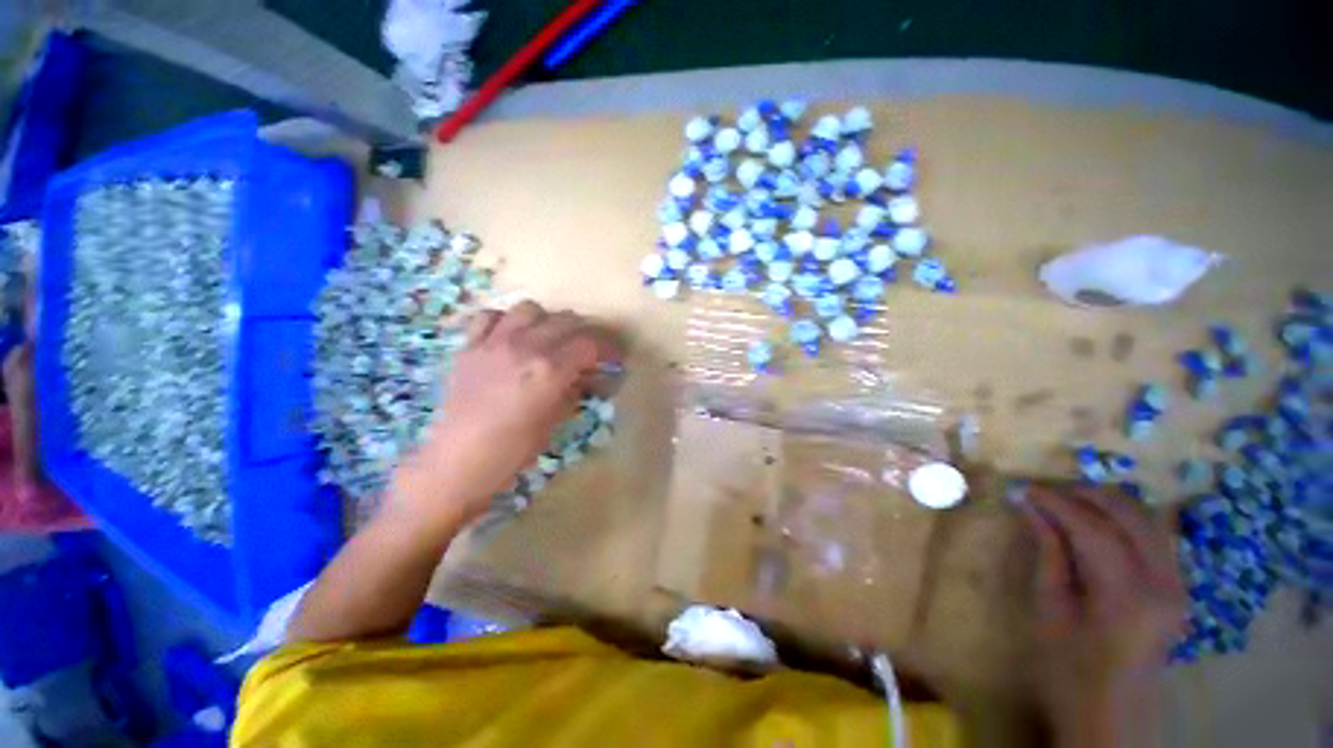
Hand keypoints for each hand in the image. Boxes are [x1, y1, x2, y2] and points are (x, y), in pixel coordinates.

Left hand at [389, 301, 619, 526]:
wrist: (458, 462)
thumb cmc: (514, 450)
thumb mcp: (555, 420)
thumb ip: (574, 389)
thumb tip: (588, 375)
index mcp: (550, 369)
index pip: (590, 344)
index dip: (608, 349)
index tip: (614, 358)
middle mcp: (525, 346)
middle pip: (566, 321)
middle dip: (585, 334)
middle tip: (588, 351)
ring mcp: (494, 342)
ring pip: (530, 309)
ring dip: (547, 321)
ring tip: (550, 339)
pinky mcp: (469, 346)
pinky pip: (490, 316)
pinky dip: (506, 321)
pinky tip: (512, 337)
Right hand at [1013, 484, 1186, 746]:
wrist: (1114, 713)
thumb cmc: (1070, 669)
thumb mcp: (1049, 612)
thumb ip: (1048, 555)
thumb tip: (1031, 508)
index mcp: (1127, 597)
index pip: (1093, 529)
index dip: (1057, 502)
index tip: (1025, 489)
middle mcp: (1163, 583)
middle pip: (1130, 515)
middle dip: (1085, 494)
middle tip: (1045, 492)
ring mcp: (1178, 584)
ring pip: (1148, 519)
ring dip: (1106, 503)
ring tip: (1066, 502)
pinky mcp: (1179, 586)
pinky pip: (1154, 535)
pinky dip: (1124, 519)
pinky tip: (1097, 523)